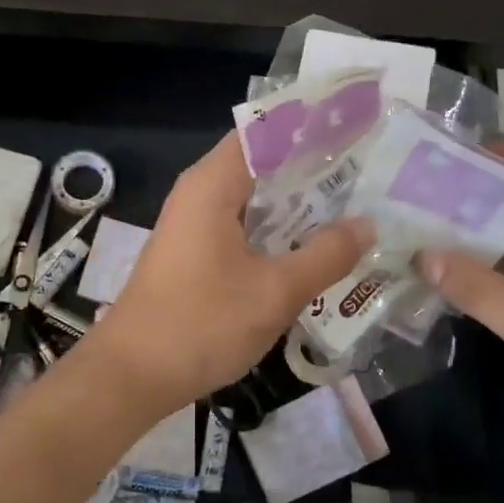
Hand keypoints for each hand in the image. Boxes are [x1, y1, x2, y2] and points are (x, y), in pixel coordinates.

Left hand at [86, 133, 373, 414]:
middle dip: (316, 169)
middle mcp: (201, 193)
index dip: (313, 127)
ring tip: (357, 207)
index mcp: (213, 183)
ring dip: (300, 205)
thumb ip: (325, 255)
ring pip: (256, 200)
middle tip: (372, 175)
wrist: (131, 376)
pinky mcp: (196, 255)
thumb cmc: (201, 324)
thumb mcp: (275, 291)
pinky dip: (279, 232)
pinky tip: (315, 249)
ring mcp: (195, 225)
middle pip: (264, 164)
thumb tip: (368, 224)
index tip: (361, 131)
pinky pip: (245, 228)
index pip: (268, 131)